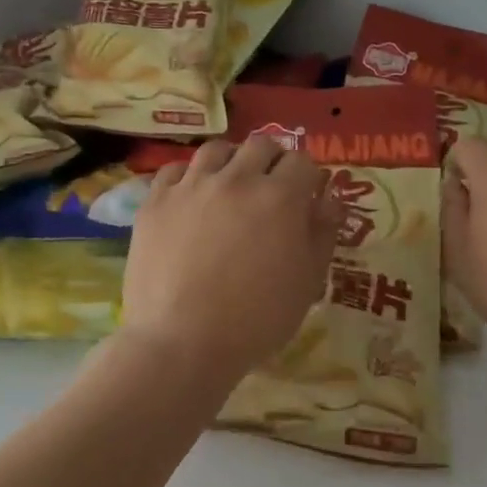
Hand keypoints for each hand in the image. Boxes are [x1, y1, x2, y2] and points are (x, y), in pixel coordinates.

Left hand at [123, 135, 341, 381]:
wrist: (183, 342)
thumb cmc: (257, 319)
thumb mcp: (308, 281)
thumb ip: (323, 233)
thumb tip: (330, 200)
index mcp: (280, 197)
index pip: (303, 162)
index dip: (308, 177)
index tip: (305, 196)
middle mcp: (237, 179)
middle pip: (261, 144)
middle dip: (272, 160)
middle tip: (270, 188)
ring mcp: (192, 187)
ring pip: (216, 149)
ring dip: (231, 161)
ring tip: (229, 186)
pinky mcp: (156, 202)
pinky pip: (174, 170)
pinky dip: (189, 177)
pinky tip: (191, 198)